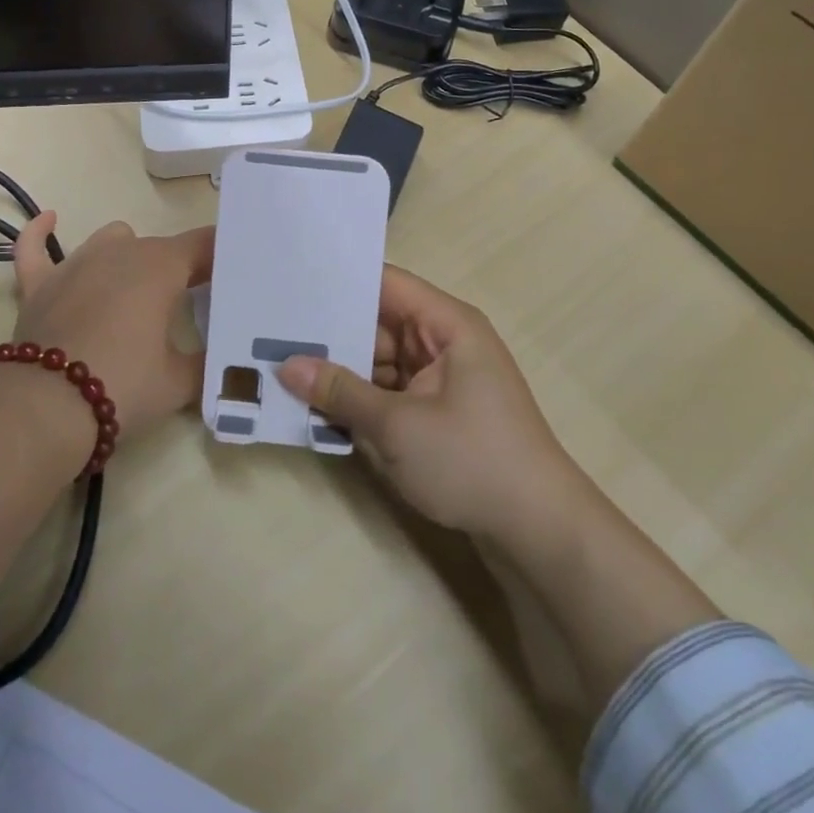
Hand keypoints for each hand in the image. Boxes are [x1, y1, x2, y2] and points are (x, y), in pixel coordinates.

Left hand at [9, 212, 213, 444]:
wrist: (46, 408)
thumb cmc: (123, 386)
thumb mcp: (179, 382)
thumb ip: (205, 363)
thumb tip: (221, 361)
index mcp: (160, 267)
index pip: (203, 245)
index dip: (221, 257)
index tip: (232, 277)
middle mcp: (120, 252)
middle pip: (160, 248)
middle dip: (178, 268)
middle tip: (190, 303)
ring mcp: (76, 263)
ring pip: (112, 240)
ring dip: (129, 257)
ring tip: (136, 289)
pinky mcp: (39, 283)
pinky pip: (36, 246)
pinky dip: (42, 234)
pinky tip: (51, 221)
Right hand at [277, 266, 579, 541]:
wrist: (539, 530)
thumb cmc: (472, 461)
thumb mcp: (398, 426)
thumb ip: (340, 392)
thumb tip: (286, 366)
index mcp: (447, 324)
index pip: (386, 283)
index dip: (341, 281)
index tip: (292, 283)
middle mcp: (445, 341)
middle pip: (380, 322)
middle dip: (332, 332)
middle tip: (273, 331)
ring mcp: (442, 377)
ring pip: (381, 359)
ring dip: (343, 369)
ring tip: (283, 365)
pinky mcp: (438, 409)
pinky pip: (390, 389)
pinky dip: (361, 397)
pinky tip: (318, 404)